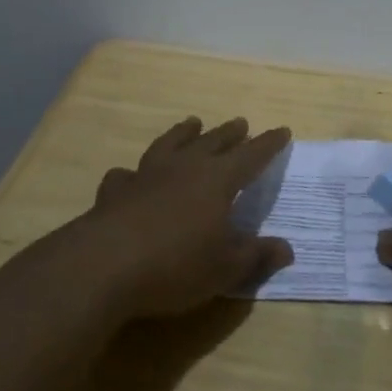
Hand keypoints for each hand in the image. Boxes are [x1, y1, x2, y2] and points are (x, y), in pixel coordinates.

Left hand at [77, 116, 294, 319]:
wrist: (104, 265)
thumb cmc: (176, 265)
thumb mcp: (225, 268)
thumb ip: (256, 256)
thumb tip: (287, 249)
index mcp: (217, 180)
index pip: (250, 156)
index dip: (268, 144)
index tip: (282, 131)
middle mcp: (183, 167)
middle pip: (212, 142)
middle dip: (229, 133)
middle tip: (240, 123)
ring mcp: (146, 175)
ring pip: (169, 144)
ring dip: (183, 133)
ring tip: (192, 123)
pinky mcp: (115, 192)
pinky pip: (126, 174)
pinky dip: (132, 173)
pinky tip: (129, 174)